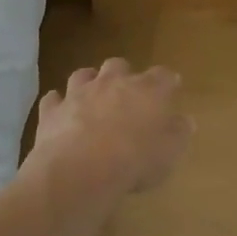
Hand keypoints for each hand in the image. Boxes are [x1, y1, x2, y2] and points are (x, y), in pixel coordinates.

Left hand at [28, 58, 192, 202]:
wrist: (80, 169)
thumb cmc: (135, 160)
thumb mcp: (169, 153)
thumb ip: (178, 133)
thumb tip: (184, 120)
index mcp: (147, 90)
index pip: (162, 75)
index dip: (167, 81)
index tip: (171, 88)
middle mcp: (112, 82)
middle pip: (119, 65)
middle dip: (123, 75)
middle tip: (127, 93)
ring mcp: (78, 93)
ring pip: (83, 75)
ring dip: (89, 82)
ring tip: (92, 96)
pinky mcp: (52, 110)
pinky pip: (53, 99)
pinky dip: (58, 103)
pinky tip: (61, 113)